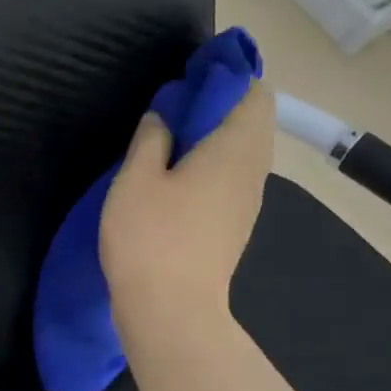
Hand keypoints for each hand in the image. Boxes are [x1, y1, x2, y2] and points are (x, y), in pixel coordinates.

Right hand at [99, 77, 274, 335]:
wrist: (172, 312)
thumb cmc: (151, 238)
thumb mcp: (136, 179)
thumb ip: (151, 138)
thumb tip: (165, 116)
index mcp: (236, 149)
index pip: (254, 92)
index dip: (225, 78)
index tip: (188, 82)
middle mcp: (253, 171)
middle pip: (251, 122)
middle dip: (217, 108)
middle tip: (171, 113)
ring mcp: (247, 202)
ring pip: (241, 153)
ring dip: (212, 140)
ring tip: (168, 145)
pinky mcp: (234, 227)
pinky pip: (231, 179)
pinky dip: (211, 167)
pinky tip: (175, 182)